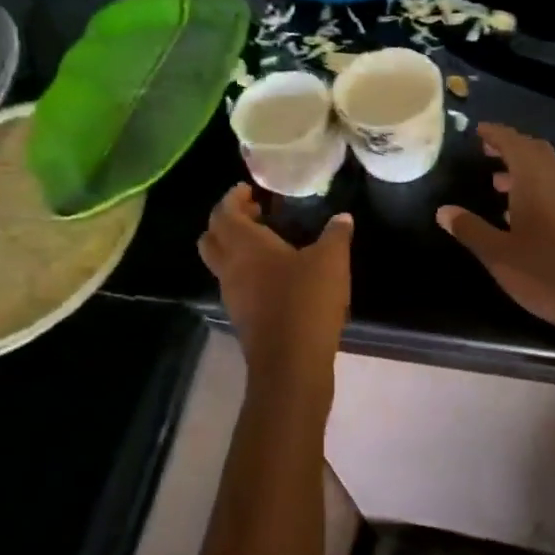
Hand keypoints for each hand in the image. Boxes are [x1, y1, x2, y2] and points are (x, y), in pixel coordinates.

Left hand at [198, 184, 352, 410]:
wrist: (291, 364)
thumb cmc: (305, 301)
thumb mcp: (330, 261)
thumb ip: (336, 235)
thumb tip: (342, 218)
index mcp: (244, 245)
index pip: (223, 212)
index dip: (233, 198)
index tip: (250, 190)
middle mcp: (230, 267)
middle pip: (212, 237)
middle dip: (228, 221)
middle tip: (256, 214)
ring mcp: (232, 295)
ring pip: (222, 263)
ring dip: (237, 248)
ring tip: (271, 243)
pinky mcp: (242, 317)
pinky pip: (237, 284)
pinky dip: (248, 272)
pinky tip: (278, 275)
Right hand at [437, 123, 554, 353]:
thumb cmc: (543, 271)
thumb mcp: (498, 254)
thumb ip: (470, 229)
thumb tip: (444, 210)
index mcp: (534, 185)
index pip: (515, 145)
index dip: (497, 134)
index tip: (478, 130)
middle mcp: (554, 187)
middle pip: (535, 152)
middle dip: (511, 146)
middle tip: (486, 149)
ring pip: (545, 173)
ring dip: (521, 169)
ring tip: (495, 181)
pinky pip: (551, 192)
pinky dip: (531, 189)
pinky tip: (516, 213)